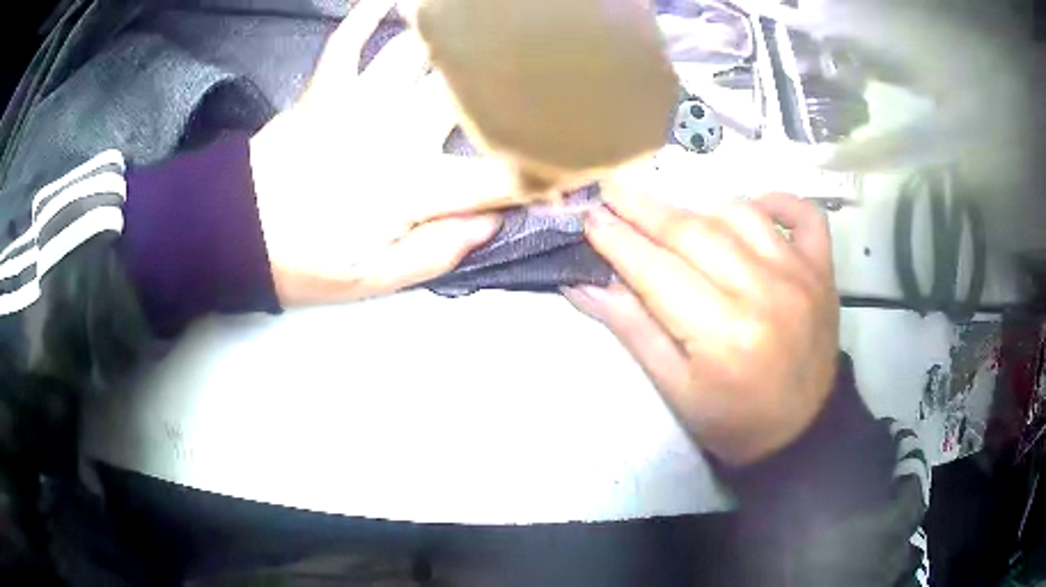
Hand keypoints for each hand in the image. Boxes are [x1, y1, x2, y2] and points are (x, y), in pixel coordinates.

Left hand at [249, 0, 519, 305]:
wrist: (233, 232)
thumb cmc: (302, 261)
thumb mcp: (371, 280)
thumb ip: (436, 252)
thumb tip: (489, 224)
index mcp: (411, 189)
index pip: (496, 178)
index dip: (541, 171)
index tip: (572, 164)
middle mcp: (396, 133)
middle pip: (467, 92)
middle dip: (511, 77)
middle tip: (540, 64)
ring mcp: (358, 101)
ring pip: (419, 52)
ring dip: (453, 32)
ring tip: (483, 18)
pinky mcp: (324, 87)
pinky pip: (351, 38)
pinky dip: (370, 12)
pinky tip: (392, 0)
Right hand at [564, 191, 838, 465]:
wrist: (802, 431)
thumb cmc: (732, 420)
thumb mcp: (674, 389)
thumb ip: (632, 329)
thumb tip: (584, 284)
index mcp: (721, 334)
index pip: (656, 271)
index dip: (617, 241)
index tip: (588, 216)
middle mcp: (763, 292)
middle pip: (694, 232)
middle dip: (644, 210)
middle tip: (611, 192)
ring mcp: (799, 274)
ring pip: (740, 214)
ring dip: (700, 208)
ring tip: (674, 217)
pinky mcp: (821, 269)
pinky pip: (804, 215)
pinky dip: (777, 200)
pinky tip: (755, 206)